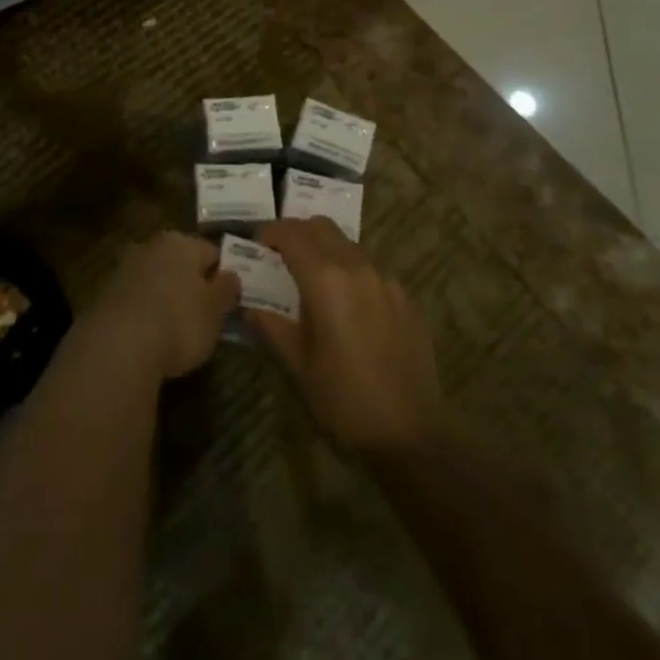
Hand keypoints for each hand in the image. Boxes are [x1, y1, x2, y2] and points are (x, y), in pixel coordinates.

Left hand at [86, 231, 240, 380]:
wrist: (117, 346)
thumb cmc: (178, 322)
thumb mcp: (215, 311)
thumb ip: (227, 290)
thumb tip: (232, 275)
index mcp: (181, 242)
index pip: (211, 252)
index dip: (223, 275)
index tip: (229, 300)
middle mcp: (150, 246)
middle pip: (180, 262)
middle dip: (191, 283)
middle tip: (203, 315)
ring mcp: (124, 267)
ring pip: (155, 278)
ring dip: (165, 296)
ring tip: (175, 329)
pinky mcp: (104, 292)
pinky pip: (135, 298)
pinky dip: (144, 311)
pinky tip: (149, 335)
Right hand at [247, 217, 446, 455]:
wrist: (410, 432)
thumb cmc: (343, 397)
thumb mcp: (298, 363)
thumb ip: (271, 325)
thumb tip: (248, 306)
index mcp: (325, 279)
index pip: (292, 234)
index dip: (271, 233)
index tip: (258, 245)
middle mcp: (357, 267)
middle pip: (322, 227)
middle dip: (298, 233)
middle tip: (282, 255)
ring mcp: (386, 280)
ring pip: (349, 245)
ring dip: (326, 250)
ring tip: (315, 281)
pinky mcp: (406, 298)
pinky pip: (372, 269)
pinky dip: (352, 272)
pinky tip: (349, 305)